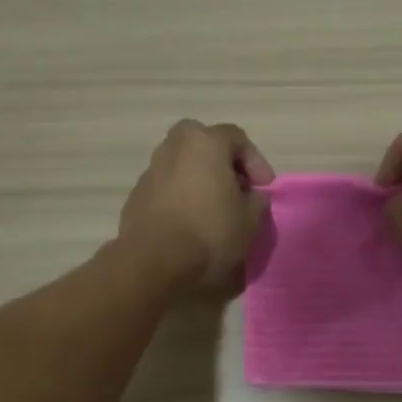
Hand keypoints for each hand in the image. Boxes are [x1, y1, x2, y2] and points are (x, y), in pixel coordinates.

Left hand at [119, 120, 274, 290]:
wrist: (155, 263)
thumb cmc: (210, 233)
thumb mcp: (250, 220)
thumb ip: (256, 200)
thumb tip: (251, 196)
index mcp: (204, 143)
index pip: (237, 138)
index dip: (256, 161)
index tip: (264, 187)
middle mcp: (174, 148)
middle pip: (202, 143)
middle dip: (222, 161)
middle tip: (236, 187)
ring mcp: (151, 171)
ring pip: (181, 164)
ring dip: (199, 179)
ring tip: (213, 208)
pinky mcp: (136, 196)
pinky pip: (166, 187)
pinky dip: (181, 196)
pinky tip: (190, 221)